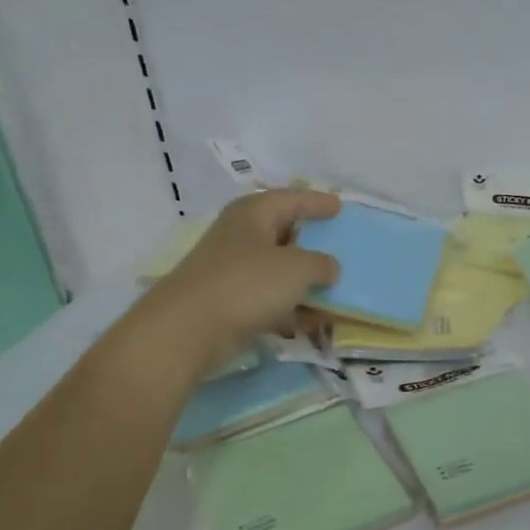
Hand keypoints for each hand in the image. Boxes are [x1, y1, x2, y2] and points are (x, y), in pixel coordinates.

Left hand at [144, 189, 341, 374]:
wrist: (189, 330)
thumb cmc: (247, 284)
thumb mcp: (297, 268)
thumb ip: (322, 264)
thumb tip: (330, 268)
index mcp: (253, 215)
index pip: (290, 199)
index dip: (316, 202)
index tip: (340, 207)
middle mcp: (241, 238)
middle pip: (283, 234)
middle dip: (312, 243)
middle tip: (339, 246)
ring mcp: (234, 273)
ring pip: (278, 272)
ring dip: (306, 282)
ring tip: (337, 291)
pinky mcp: (231, 305)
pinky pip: (271, 301)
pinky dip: (294, 309)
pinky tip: (317, 323)